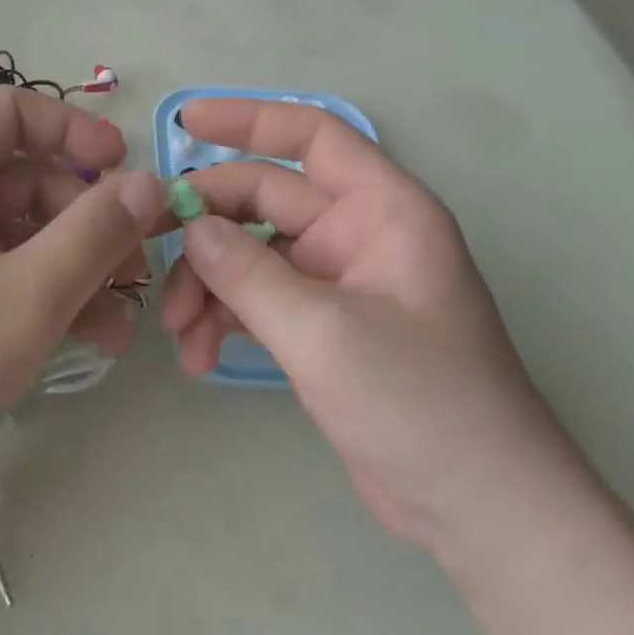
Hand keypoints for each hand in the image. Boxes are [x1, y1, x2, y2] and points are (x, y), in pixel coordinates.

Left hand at [0, 87, 166, 518]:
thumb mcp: (24, 297)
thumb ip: (94, 234)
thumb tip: (151, 182)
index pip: (12, 110)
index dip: (74, 129)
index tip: (124, 171)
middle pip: (29, 177)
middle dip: (89, 221)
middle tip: (135, 272)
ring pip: (24, 232)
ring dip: (77, 268)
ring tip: (120, 324)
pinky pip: (4, 272)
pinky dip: (46, 295)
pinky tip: (90, 339)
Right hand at [161, 98, 584, 553]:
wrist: (482, 515)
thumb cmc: (422, 405)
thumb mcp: (325, 334)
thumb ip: (248, 274)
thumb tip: (190, 227)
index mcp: (382, 210)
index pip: (312, 137)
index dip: (249, 119)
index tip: (185, 120)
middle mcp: (358, 233)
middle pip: (264, 200)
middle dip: (208, 227)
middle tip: (151, 250)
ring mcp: (337, 282)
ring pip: (251, 253)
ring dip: (208, 284)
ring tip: (177, 333)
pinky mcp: (320, 327)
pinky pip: (257, 299)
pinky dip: (223, 317)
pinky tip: (198, 356)